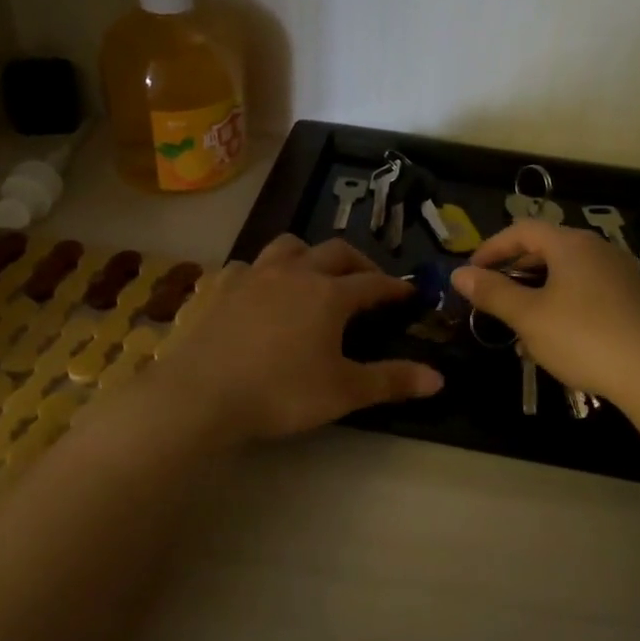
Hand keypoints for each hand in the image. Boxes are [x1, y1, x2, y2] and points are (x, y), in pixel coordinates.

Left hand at [153, 235, 443, 441]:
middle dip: (358, 262)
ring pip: (288, 247)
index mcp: (329, 294)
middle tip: (368, 281)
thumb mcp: (343, 392)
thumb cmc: (280, 392)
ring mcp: (252, 274)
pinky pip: (246, 266)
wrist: (200, 393)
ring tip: (313, 274)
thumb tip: (439, 378)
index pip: (373, 283)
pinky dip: (261, 274)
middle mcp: (294, 272)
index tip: (408, 293)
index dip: (394, 287)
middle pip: (335, 252)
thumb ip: (391, 381)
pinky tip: (257, 292)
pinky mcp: (219, 286)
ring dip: (309, 255)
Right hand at [452, 219, 639, 411]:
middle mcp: (598, 249)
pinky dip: (562, 303)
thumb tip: (459, 274)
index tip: (470, 273)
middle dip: (513, 271)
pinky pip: (586, 291)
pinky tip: (555, 337)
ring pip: (566, 273)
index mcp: (571, 244)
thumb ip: (492, 292)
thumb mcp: (529, 317)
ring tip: (518, 322)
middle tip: (491, 297)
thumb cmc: (584, 338)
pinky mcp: (634, 300)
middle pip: (545, 249)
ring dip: (536, 291)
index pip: (522, 230)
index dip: (491, 248)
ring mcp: (620, 274)